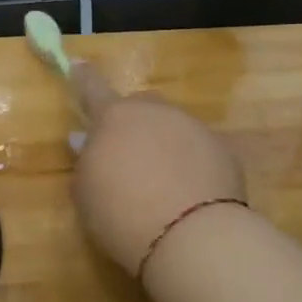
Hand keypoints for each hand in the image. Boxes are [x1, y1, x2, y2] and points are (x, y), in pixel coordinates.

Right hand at [68, 63, 247, 277]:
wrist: (192, 236)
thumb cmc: (122, 214)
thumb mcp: (86, 193)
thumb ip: (86, 161)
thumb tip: (87, 140)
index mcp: (115, 117)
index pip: (93, 88)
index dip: (84, 78)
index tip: (79, 65)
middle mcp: (155, 112)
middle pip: (140, 107)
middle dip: (133, 123)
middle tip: (128, 156)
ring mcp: (193, 127)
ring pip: (172, 127)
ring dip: (164, 144)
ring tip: (161, 184)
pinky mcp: (222, 149)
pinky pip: (198, 149)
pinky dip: (191, 164)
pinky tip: (189, 194)